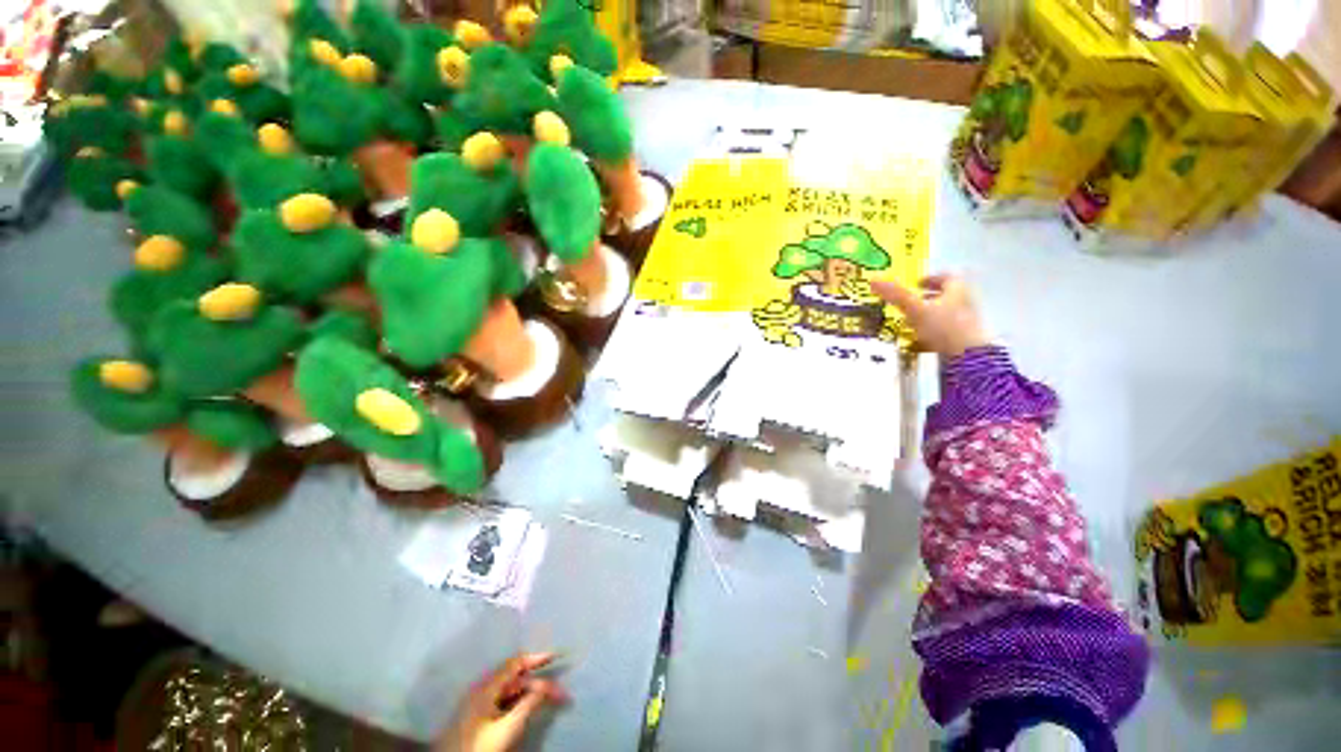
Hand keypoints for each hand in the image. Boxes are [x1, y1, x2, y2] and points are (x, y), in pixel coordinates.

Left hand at [435, 653, 568, 751]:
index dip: (534, 659)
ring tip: (552, 698)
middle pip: (513, 678)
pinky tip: (531, 705)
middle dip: (538, 681)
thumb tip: (546, 685)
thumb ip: (528, 704)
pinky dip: (522, 699)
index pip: (513, 666)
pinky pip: (505, 699)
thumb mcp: (510, 725)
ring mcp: (481, 701)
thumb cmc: (484, 742)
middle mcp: (483, 690)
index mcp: (486, 688)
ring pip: (510, 690)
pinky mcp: (482, 713)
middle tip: (562, 692)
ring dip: (532, 691)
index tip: (555, 656)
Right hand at [871, 274, 988, 357]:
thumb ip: (897, 296)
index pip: (945, 277)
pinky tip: (922, 347)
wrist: (971, 362)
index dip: (931, 278)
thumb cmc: (946, 328)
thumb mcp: (917, 310)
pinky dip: (935, 339)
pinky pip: (948, 337)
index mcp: (957, 288)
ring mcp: (968, 324)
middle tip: (911, 306)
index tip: (918, 283)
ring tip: (912, 328)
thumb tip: (873, 280)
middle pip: (946, 298)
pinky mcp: (967, 344)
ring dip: (930, 321)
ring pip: (946, 318)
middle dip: (928, 301)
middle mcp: (966, 303)